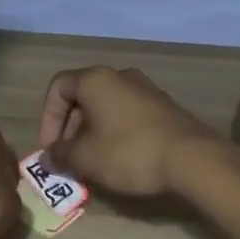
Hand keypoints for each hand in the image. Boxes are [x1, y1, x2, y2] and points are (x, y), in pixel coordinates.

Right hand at [37, 66, 224, 198]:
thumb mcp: (86, 158)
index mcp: (96, 79)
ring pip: (106, 106)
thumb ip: (60, 155)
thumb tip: (48, 157)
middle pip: (82, 96)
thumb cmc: (129, 152)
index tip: (51, 148)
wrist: (192, 158)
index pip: (58, 87)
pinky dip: (115, 132)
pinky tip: (119, 160)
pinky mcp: (162, 106)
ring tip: (92, 163)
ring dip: (92, 132)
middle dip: (70, 128)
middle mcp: (120, 75)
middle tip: (69, 158)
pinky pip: (127, 114)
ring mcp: (145, 89)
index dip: (47, 118)